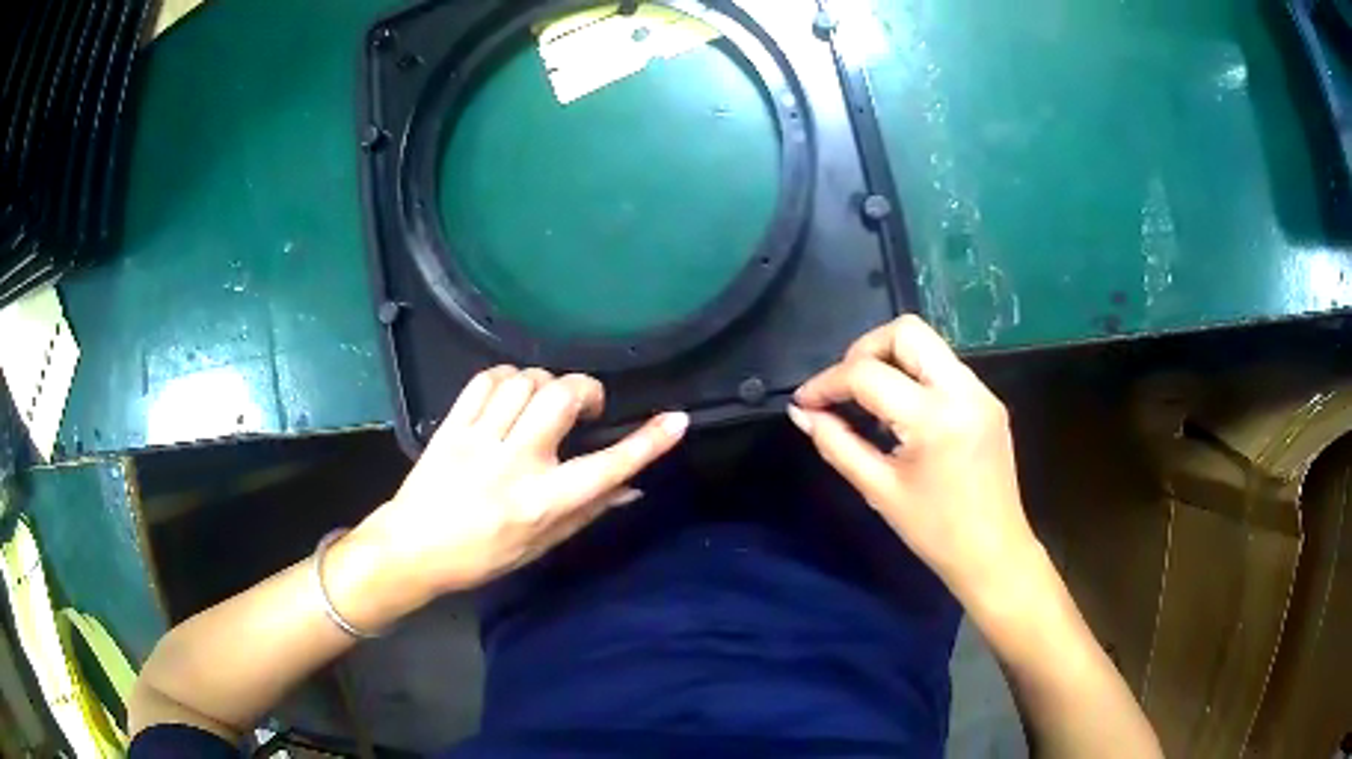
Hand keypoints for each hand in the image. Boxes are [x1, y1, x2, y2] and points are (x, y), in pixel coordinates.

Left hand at [354, 366, 688, 597]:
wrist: (413, 548)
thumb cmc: (481, 556)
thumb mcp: (541, 544)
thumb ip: (587, 511)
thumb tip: (632, 487)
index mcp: (542, 503)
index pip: (607, 467)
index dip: (647, 442)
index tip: (675, 419)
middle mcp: (514, 464)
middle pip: (561, 398)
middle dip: (585, 390)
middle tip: (585, 408)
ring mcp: (479, 440)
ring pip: (525, 382)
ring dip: (546, 383)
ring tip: (545, 402)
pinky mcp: (452, 425)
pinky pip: (486, 379)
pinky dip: (508, 377)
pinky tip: (512, 394)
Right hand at [788, 316, 1039, 605]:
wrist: (994, 554)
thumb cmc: (934, 532)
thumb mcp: (879, 490)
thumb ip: (836, 444)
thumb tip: (803, 413)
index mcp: (934, 418)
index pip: (869, 374)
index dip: (827, 382)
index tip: (805, 402)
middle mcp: (963, 390)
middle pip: (906, 331)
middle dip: (864, 350)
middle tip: (842, 388)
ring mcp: (981, 392)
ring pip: (927, 344)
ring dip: (890, 360)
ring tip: (866, 400)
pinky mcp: (988, 400)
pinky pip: (944, 368)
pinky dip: (914, 376)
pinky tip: (900, 412)